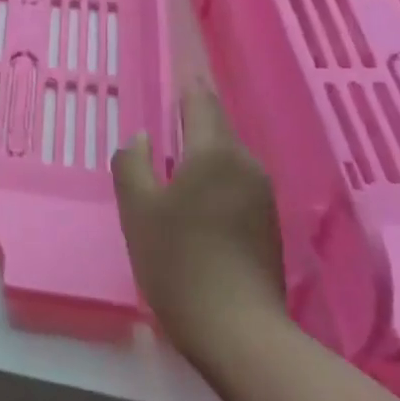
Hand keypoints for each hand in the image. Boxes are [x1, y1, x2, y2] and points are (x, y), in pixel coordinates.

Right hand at [111, 84, 286, 364]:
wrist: (238, 332)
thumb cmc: (179, 261)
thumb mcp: (138, 209)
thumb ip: (132, 164)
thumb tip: (141, 139)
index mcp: (215, 152)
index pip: (201, 101)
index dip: (187, 84)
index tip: (177, 68)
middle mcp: (246, 165)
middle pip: (215, 130)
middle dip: (189, 122)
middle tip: (158, 124)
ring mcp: (262, 196)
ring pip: (225, 159)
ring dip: (199, 155)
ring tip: (169, 166)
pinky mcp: (267, 225)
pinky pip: (234, 185)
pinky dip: (211, 181)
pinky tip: (191, 204)